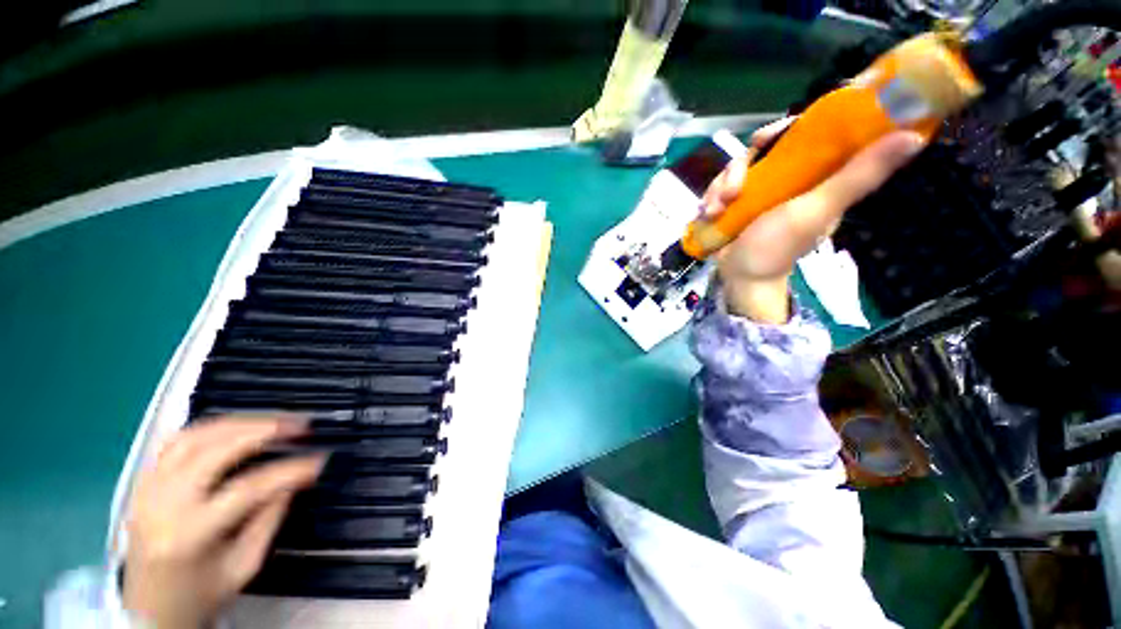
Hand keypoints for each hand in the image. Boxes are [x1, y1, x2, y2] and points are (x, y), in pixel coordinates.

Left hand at [123, 417, 323, 628]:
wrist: (148, 609)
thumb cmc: (201, 594)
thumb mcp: (244, 566)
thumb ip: (269, 519)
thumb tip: (293, 481)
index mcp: (189, 534)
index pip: (247, 489)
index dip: (289, 470)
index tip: (319, 461)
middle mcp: (163, 504)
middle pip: (216, 450)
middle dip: (264, 430)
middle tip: (299, 424)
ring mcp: (147, 489)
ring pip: (193, 437)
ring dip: (238, 423)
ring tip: (272, 420)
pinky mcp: (143, 483)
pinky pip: (174, 441)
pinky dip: (208, 428)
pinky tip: (232, 427)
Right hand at [701, 117, 925, 322]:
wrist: (741, 278)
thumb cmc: (779, 247)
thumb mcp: (818, 210)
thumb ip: (858, 176)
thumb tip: (912, 137)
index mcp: (815, 175)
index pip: (806, 135)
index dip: (785, 129)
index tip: (766, 137)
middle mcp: (787, 179)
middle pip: (760, 151)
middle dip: (740, 167)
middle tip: (732, 186)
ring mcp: (757, 192)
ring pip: (734, 170)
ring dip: (720, 188)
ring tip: (716, 209)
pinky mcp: (735, 204)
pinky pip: (719, 189)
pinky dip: (710, 200)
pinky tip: (708, 214)